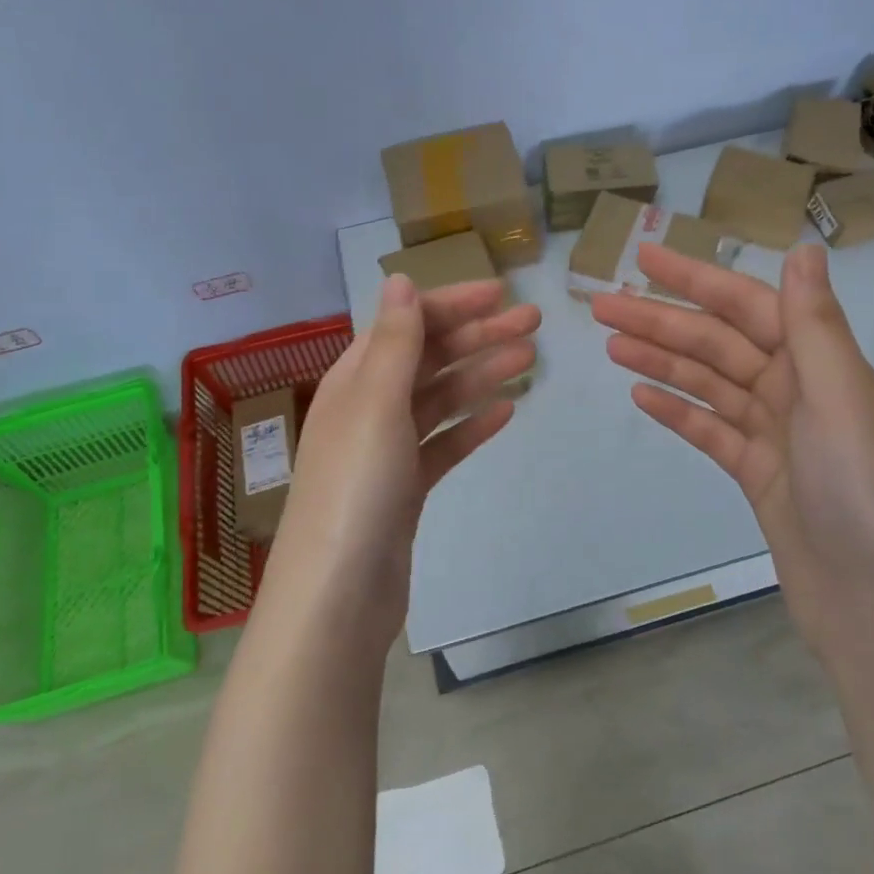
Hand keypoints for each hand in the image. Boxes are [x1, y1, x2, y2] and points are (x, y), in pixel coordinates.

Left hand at [261, 274, 540, 647]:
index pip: (407, 324)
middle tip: (534, 323)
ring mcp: (387, 450)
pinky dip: (472, 425)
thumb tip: (399, 279)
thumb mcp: (375, 403)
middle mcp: (368, 407)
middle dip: (478, 335)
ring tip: (529, 359)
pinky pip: (444, 443)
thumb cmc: (356, 486)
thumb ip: (393, 341)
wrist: (340, 594)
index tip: (502, 293)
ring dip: (482, 374)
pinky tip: (506, 413)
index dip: (453, 304)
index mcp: (355, 379)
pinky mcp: (406, 488)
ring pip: (441, 399)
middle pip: (429, 358)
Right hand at [591, 243, 873, 645]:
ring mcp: (774, 433)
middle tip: (601, 305)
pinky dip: (677, 410)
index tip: (645, 257)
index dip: (695, 277)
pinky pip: (709, 429)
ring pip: (707, 383)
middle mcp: (798, 389)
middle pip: (717, 342)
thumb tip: (805, 248)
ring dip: (660, 361)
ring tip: (609, 344)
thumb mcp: (842, 400)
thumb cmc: (863, 495)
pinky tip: (640, 395)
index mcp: (821, 363)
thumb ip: (815, 326)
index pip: (747, 304)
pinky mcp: (756, 472)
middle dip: (661, 321)